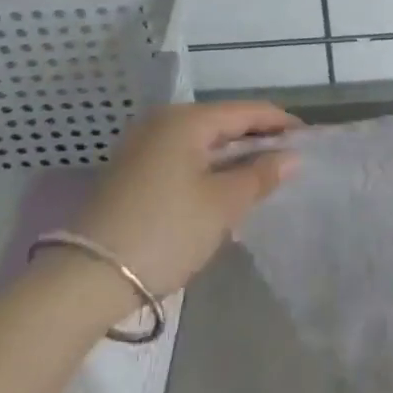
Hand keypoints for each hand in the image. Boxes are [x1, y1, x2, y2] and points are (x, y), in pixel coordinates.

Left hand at [69, 102, 300, 295]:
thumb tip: (291, 157)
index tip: (309, 140)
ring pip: (202, 144)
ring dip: (232, 158)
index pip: (248, 110)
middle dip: (257, 141)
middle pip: (223, 123)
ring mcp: (141, 147)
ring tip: (261, 178)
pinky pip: (182, 160)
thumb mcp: (222, 205)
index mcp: (187, 120)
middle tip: (288, 162)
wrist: (83, 282)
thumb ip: (260, 176)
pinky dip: (207, 170)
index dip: (281, 123)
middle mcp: (162, 123)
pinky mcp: (129, 174)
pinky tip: (222, 192)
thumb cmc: (164, 232)